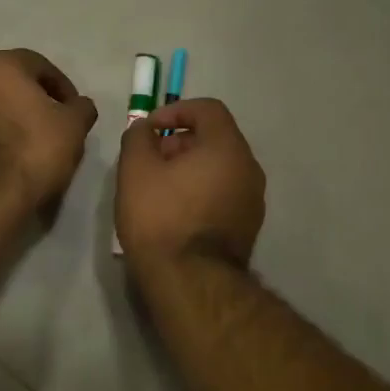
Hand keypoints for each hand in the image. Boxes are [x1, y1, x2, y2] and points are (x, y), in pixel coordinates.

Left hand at [0, 49, 98, 213]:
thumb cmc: (33, 149)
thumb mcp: (74, 126)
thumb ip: (81, 108)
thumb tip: (79, 106)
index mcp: (0, 65)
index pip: (40, 66)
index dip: (63, 88)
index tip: (75, 111)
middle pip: (12, 85)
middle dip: (35, 102)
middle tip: (57, 126)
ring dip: (14, 120)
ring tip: (35, 146)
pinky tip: (13, 159)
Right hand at [116, 98, 264, 270]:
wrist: (191, 282)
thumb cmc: (161, 218)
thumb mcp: (135, 170)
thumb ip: (138, 137)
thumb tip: (145, 130)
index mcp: (228, 148)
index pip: (207, 109)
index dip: (175, 111)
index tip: (149, 129)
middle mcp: (249, 169)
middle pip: (215, 139)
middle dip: (179, 142)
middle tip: (149, 161)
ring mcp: (253, 200)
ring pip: (220, 169)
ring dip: (190, 169)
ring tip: (158, 188)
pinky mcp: (248, 227)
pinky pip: (224, 194)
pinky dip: (201, 192)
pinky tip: (175, 212)